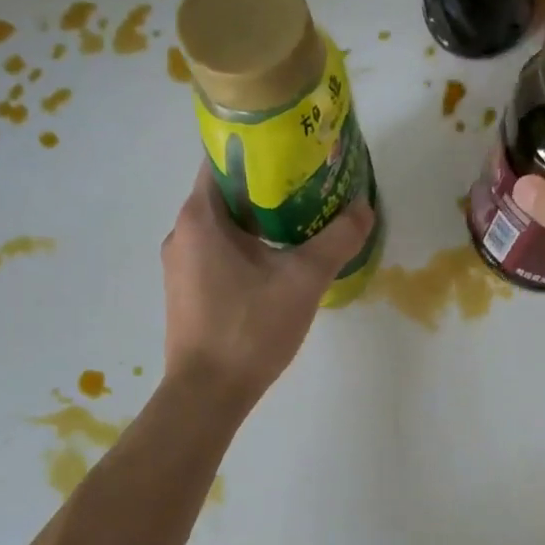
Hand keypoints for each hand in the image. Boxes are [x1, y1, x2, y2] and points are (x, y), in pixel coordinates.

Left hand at [161, 163, 374, 408]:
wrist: (208, 395)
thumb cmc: (250, 328)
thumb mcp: (304, 280)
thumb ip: (336, 239)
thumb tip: (364, 208)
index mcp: (200, 217)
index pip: (222, 160)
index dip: (259, 150)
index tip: (294, 150)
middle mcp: (182, 233)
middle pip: (226, 194)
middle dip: (267, 187)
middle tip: (310, 186)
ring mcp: (180, 266)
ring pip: (223, 227)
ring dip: (258, 221)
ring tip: (301, 224)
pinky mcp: (187, 293)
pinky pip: (217, 254)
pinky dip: (246, 248)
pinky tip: (277, 265)